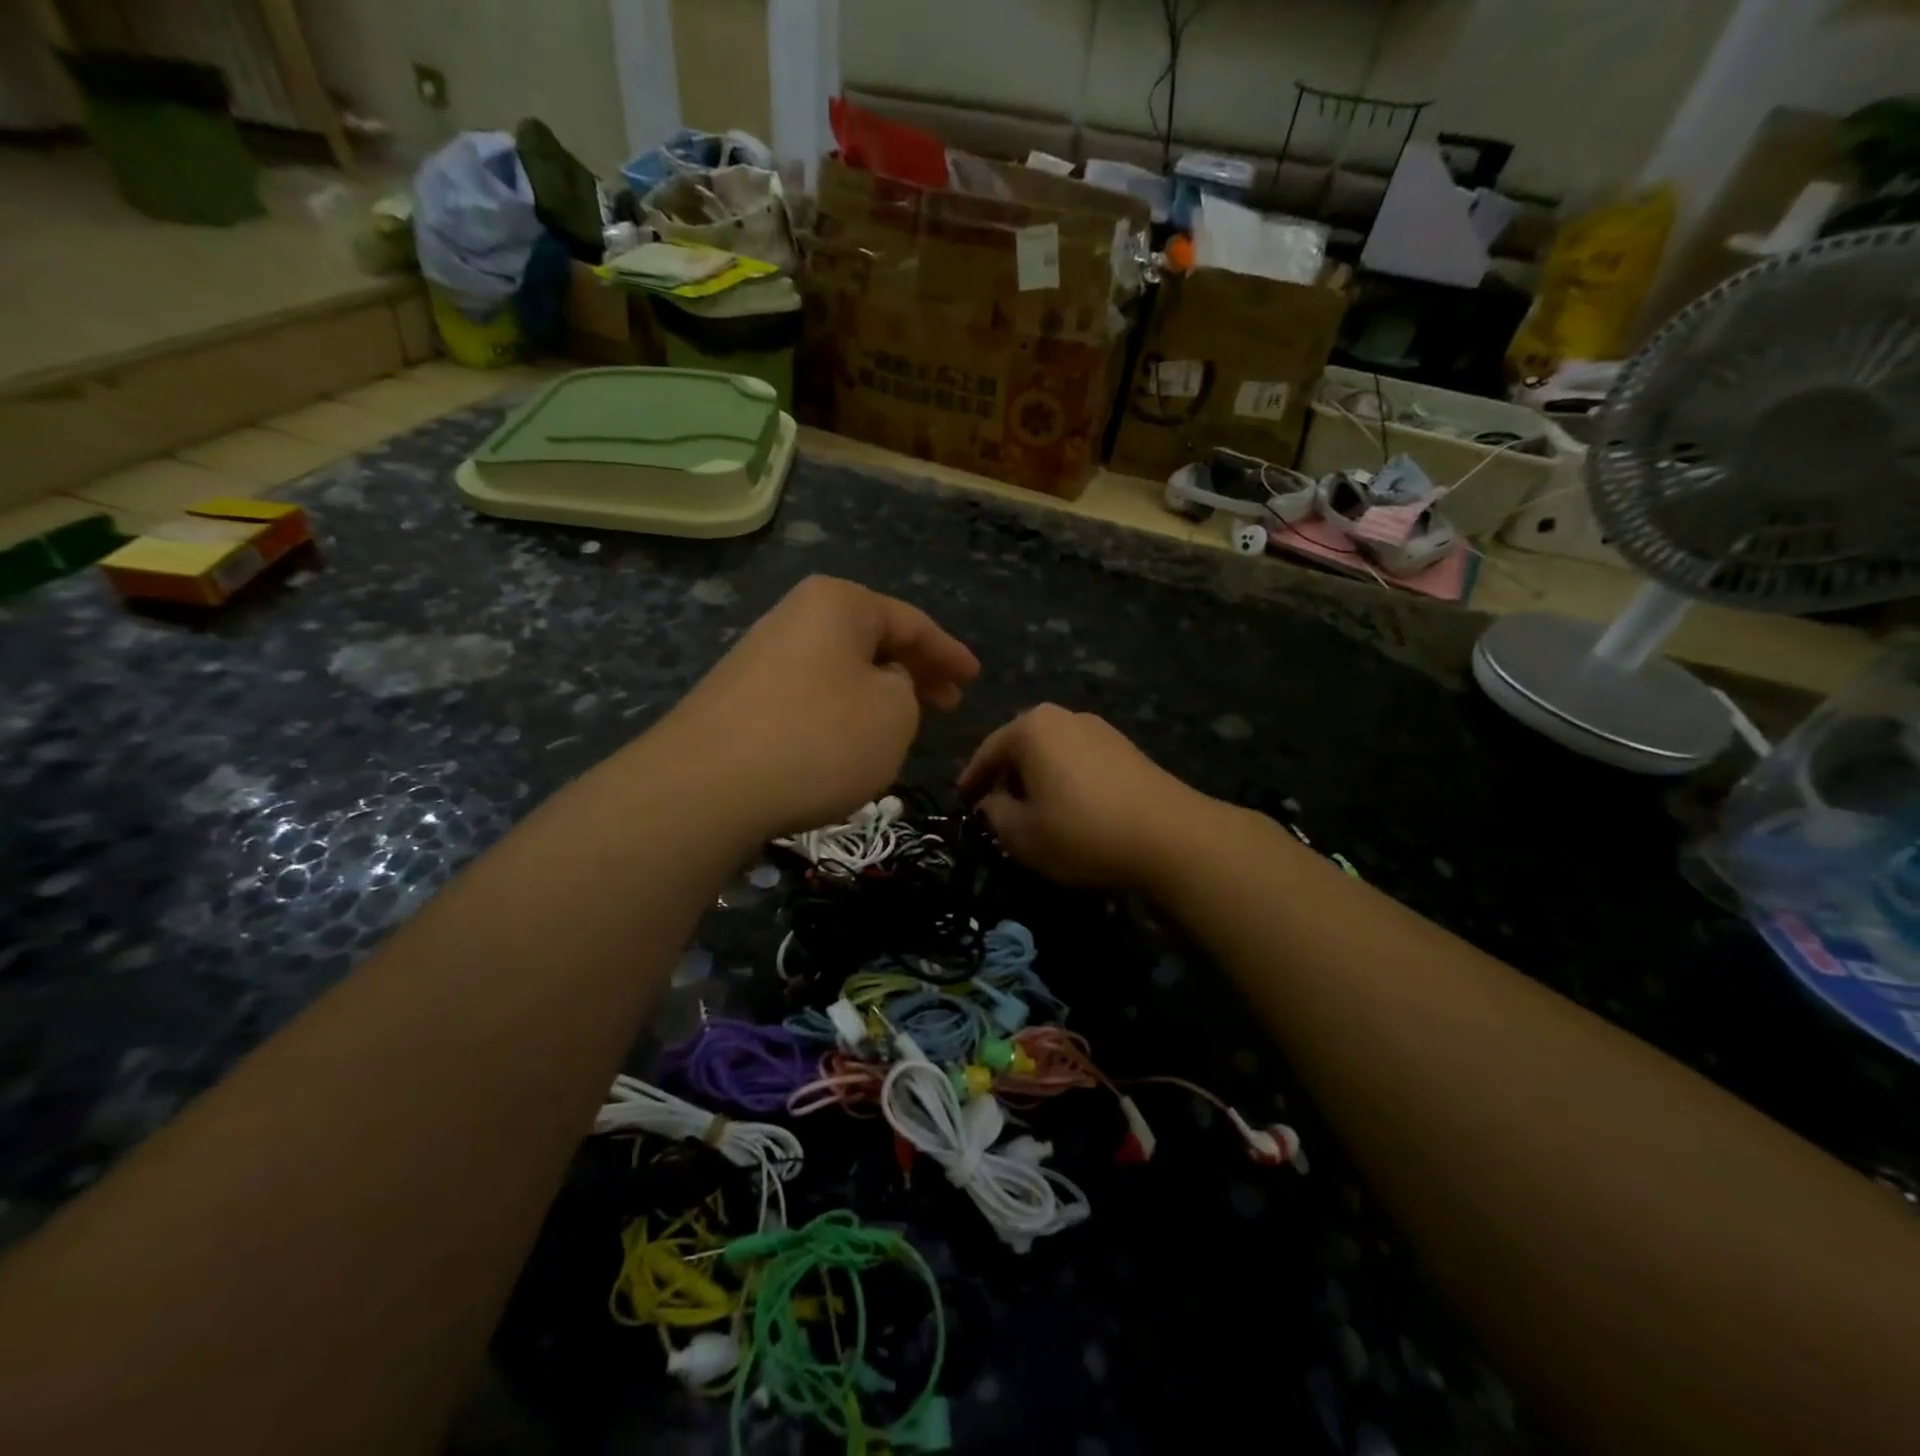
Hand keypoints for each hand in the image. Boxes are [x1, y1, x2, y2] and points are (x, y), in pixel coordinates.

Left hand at [656, 576, 978, 838]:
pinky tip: (848, 744)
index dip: (949, 653)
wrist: (705, 787)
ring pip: (841, 669)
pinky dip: (841, 713)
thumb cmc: (819, 739)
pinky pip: (810, 696)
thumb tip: (880, 685)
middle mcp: (796, 616)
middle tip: (948, 703)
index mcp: (840, 604)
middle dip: (914, 671)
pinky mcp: (739, 697)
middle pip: (872, 640)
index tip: (974, 678)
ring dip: (877, 693)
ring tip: (902, 726)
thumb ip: (906, 690)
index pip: (912, 622)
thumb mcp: (894, 714)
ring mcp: (761, 655)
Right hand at [958, 705, 1214, 888]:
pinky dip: (1065, 781)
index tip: (962, 803)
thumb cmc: (1082, 831)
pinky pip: (1079, 761)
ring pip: (1051, 754)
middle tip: (995, 810)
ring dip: (1037, 780)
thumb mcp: (1021, 834)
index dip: (971, 781)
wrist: (1171, 836)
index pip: (987, 752)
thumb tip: (991, 801)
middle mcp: (1064, 716)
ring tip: (1033, 813)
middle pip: (1020, 747)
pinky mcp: (1126, 748)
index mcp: (1031, 727)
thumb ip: (994, 813)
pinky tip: (1070, 810)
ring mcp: (1099, 728)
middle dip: (1005, 778)